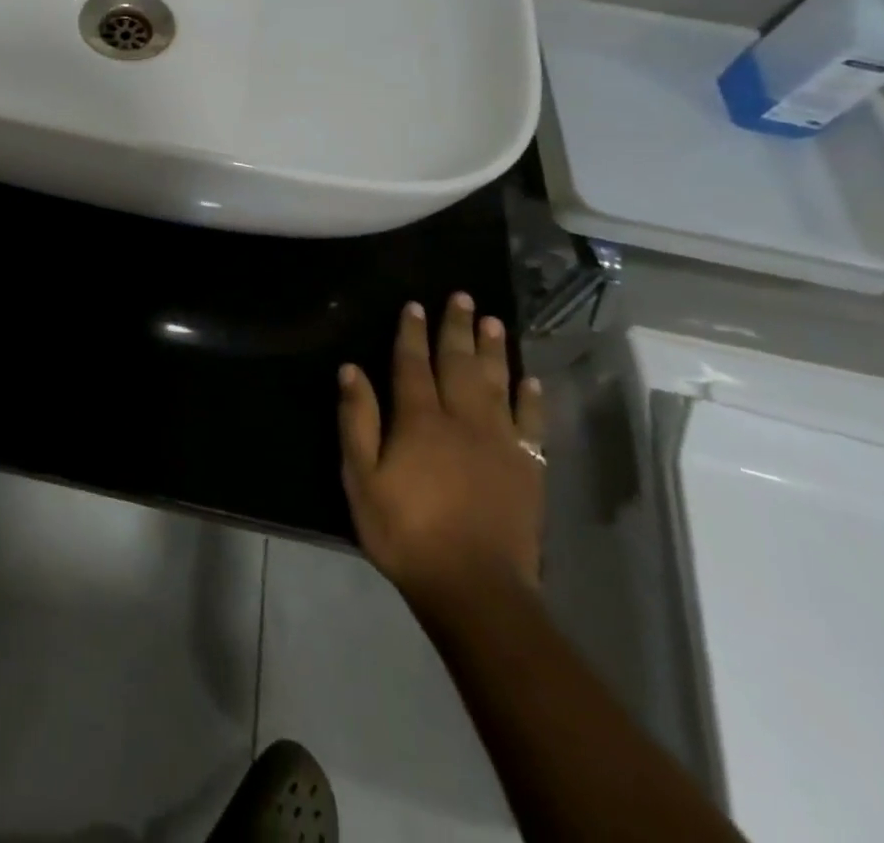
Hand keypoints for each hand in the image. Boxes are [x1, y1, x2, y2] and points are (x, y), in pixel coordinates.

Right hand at [337, 294, 545, 606]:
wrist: (475, 587)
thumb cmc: (406, 531)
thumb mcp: (362, 478)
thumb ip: (358, 420)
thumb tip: (351, 370)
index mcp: (419, 420)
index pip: (413, 364)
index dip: (412, 333)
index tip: (414, 305)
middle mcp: (462, 419)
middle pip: (458, 363)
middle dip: (457, 328)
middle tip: (461, 296)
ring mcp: (500, 442)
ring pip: (496, 383)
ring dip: (494, 350)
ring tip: (493, 321)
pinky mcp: (527, 468)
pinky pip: (532, 423)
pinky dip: (532, 398)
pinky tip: (531, 379)